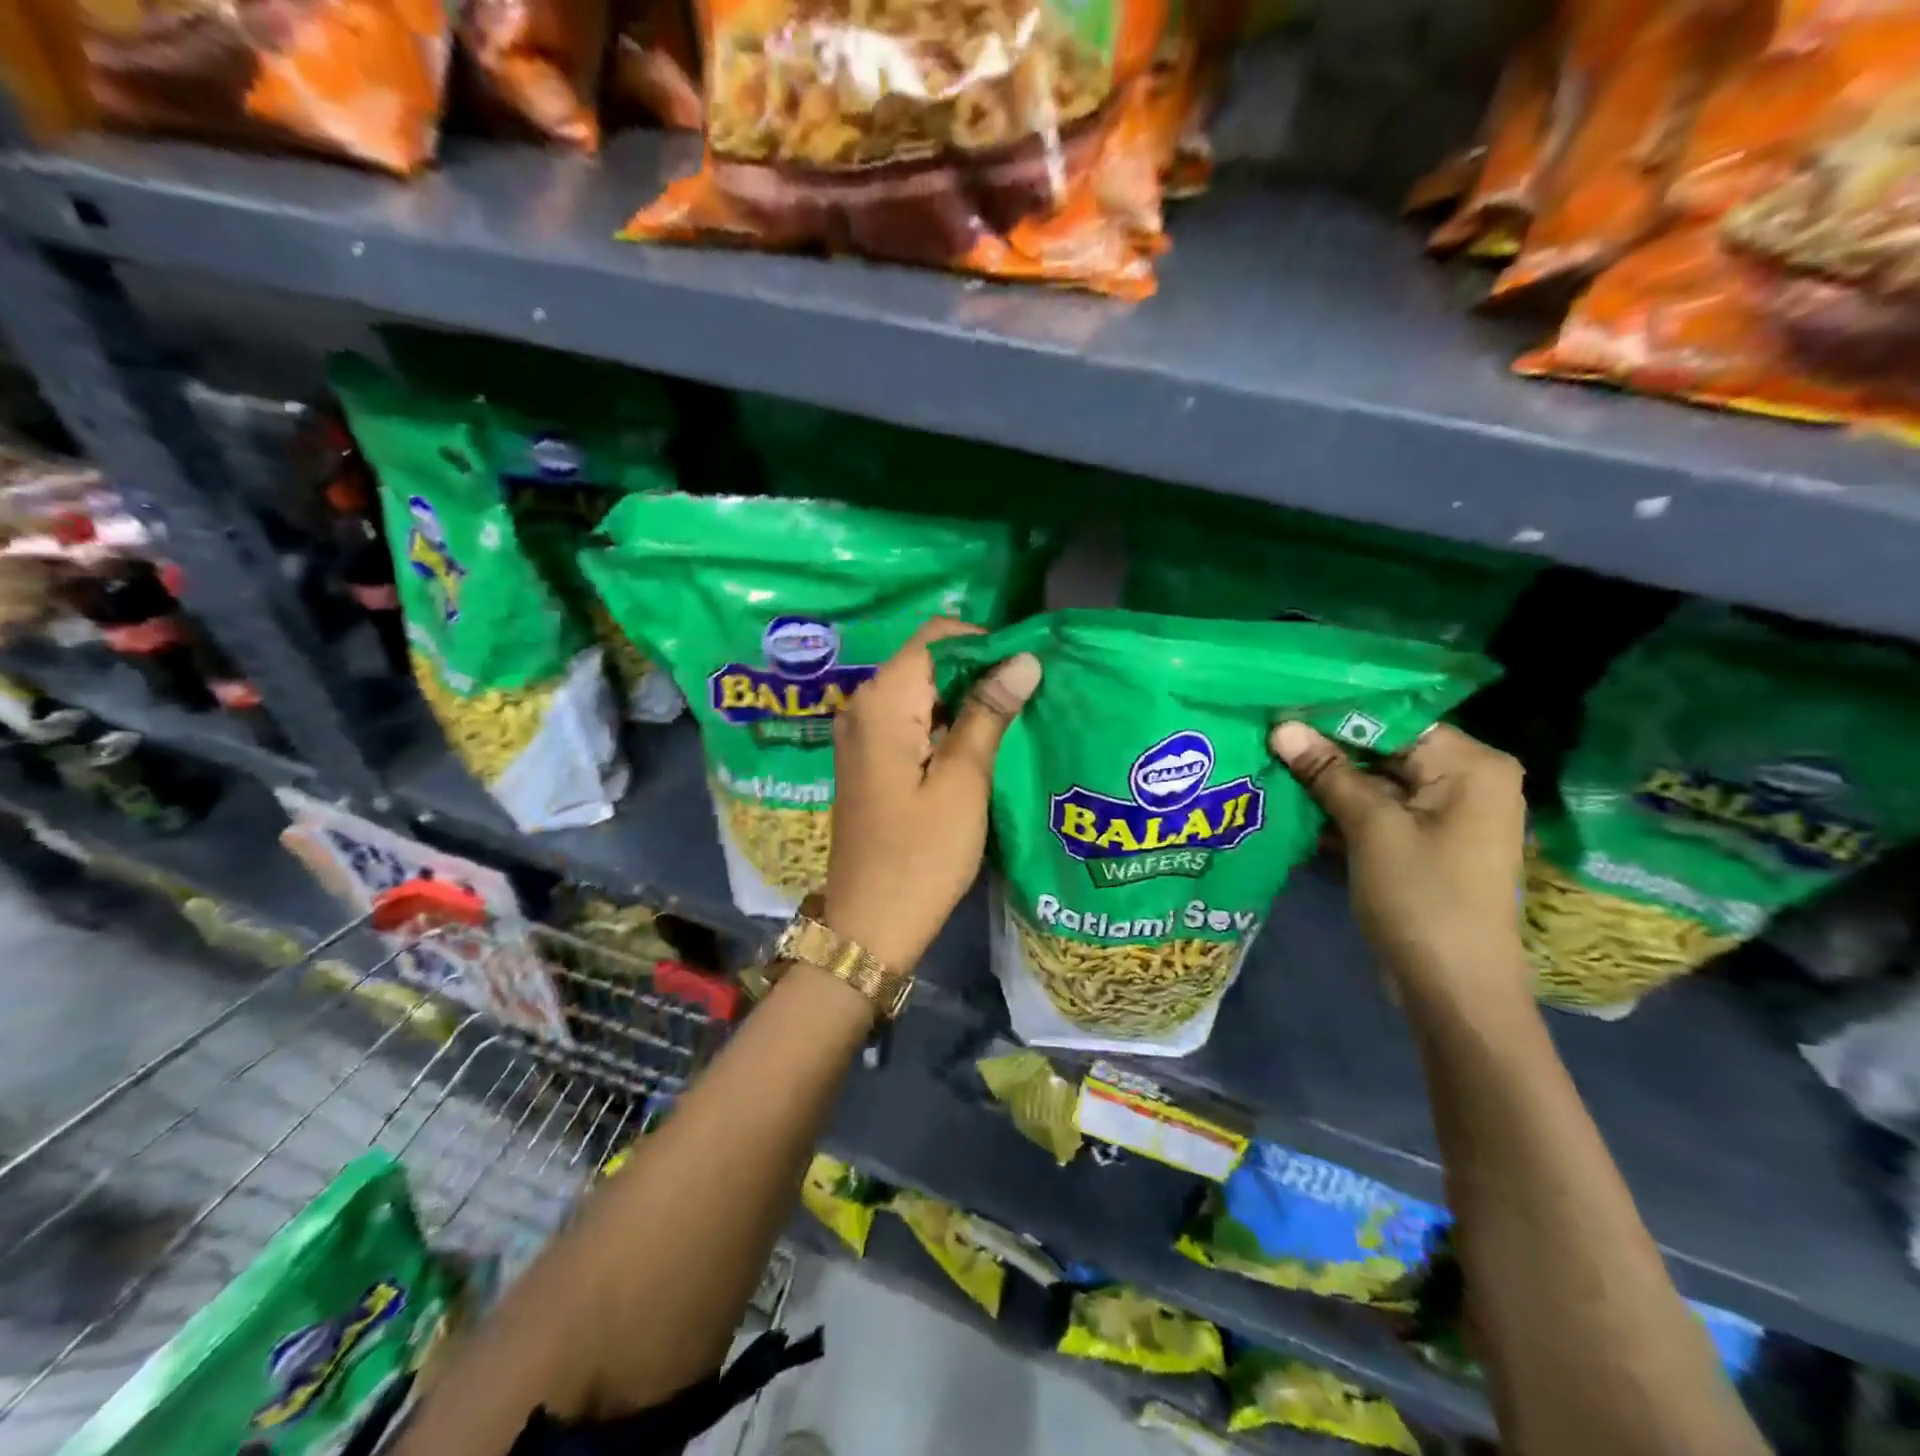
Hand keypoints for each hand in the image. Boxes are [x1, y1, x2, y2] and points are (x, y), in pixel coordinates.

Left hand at [824, 619, 1040, 972]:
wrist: (870, 925)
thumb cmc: (921, 855)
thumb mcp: (963, 781)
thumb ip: (989, 713)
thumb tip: (1024, 659)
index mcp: (882, 702)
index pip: (936, 637)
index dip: (984, 644)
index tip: (1025, 672)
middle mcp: (862, 706)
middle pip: (926, 661)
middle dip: (977, 671)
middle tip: (1026, 697)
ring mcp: (860, 735)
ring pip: (920, 692)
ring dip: (964, 699)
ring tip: (1011, 720)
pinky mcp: (868, 760)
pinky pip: (909, 721)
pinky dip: (943, 723)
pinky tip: (977, 745)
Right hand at [1270, 720, 1526, 993]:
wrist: (1453, 989)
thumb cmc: (1422, 898)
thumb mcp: (1371, 828)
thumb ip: (1328, 772)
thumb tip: (1283, 727)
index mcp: (1471, 766)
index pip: (1394, 719)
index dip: (1335, 714)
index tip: (1281, 707)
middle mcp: (1467, 781)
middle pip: (1384, 748)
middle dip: (1326, 747)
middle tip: (1267, 734)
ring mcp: (1445, 814)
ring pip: (1376, 780)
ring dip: (1327, 779)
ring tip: (1269, 761)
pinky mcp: (1424, 842)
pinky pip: (1378, 810)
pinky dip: (1341, 807)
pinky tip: (1292, 799)